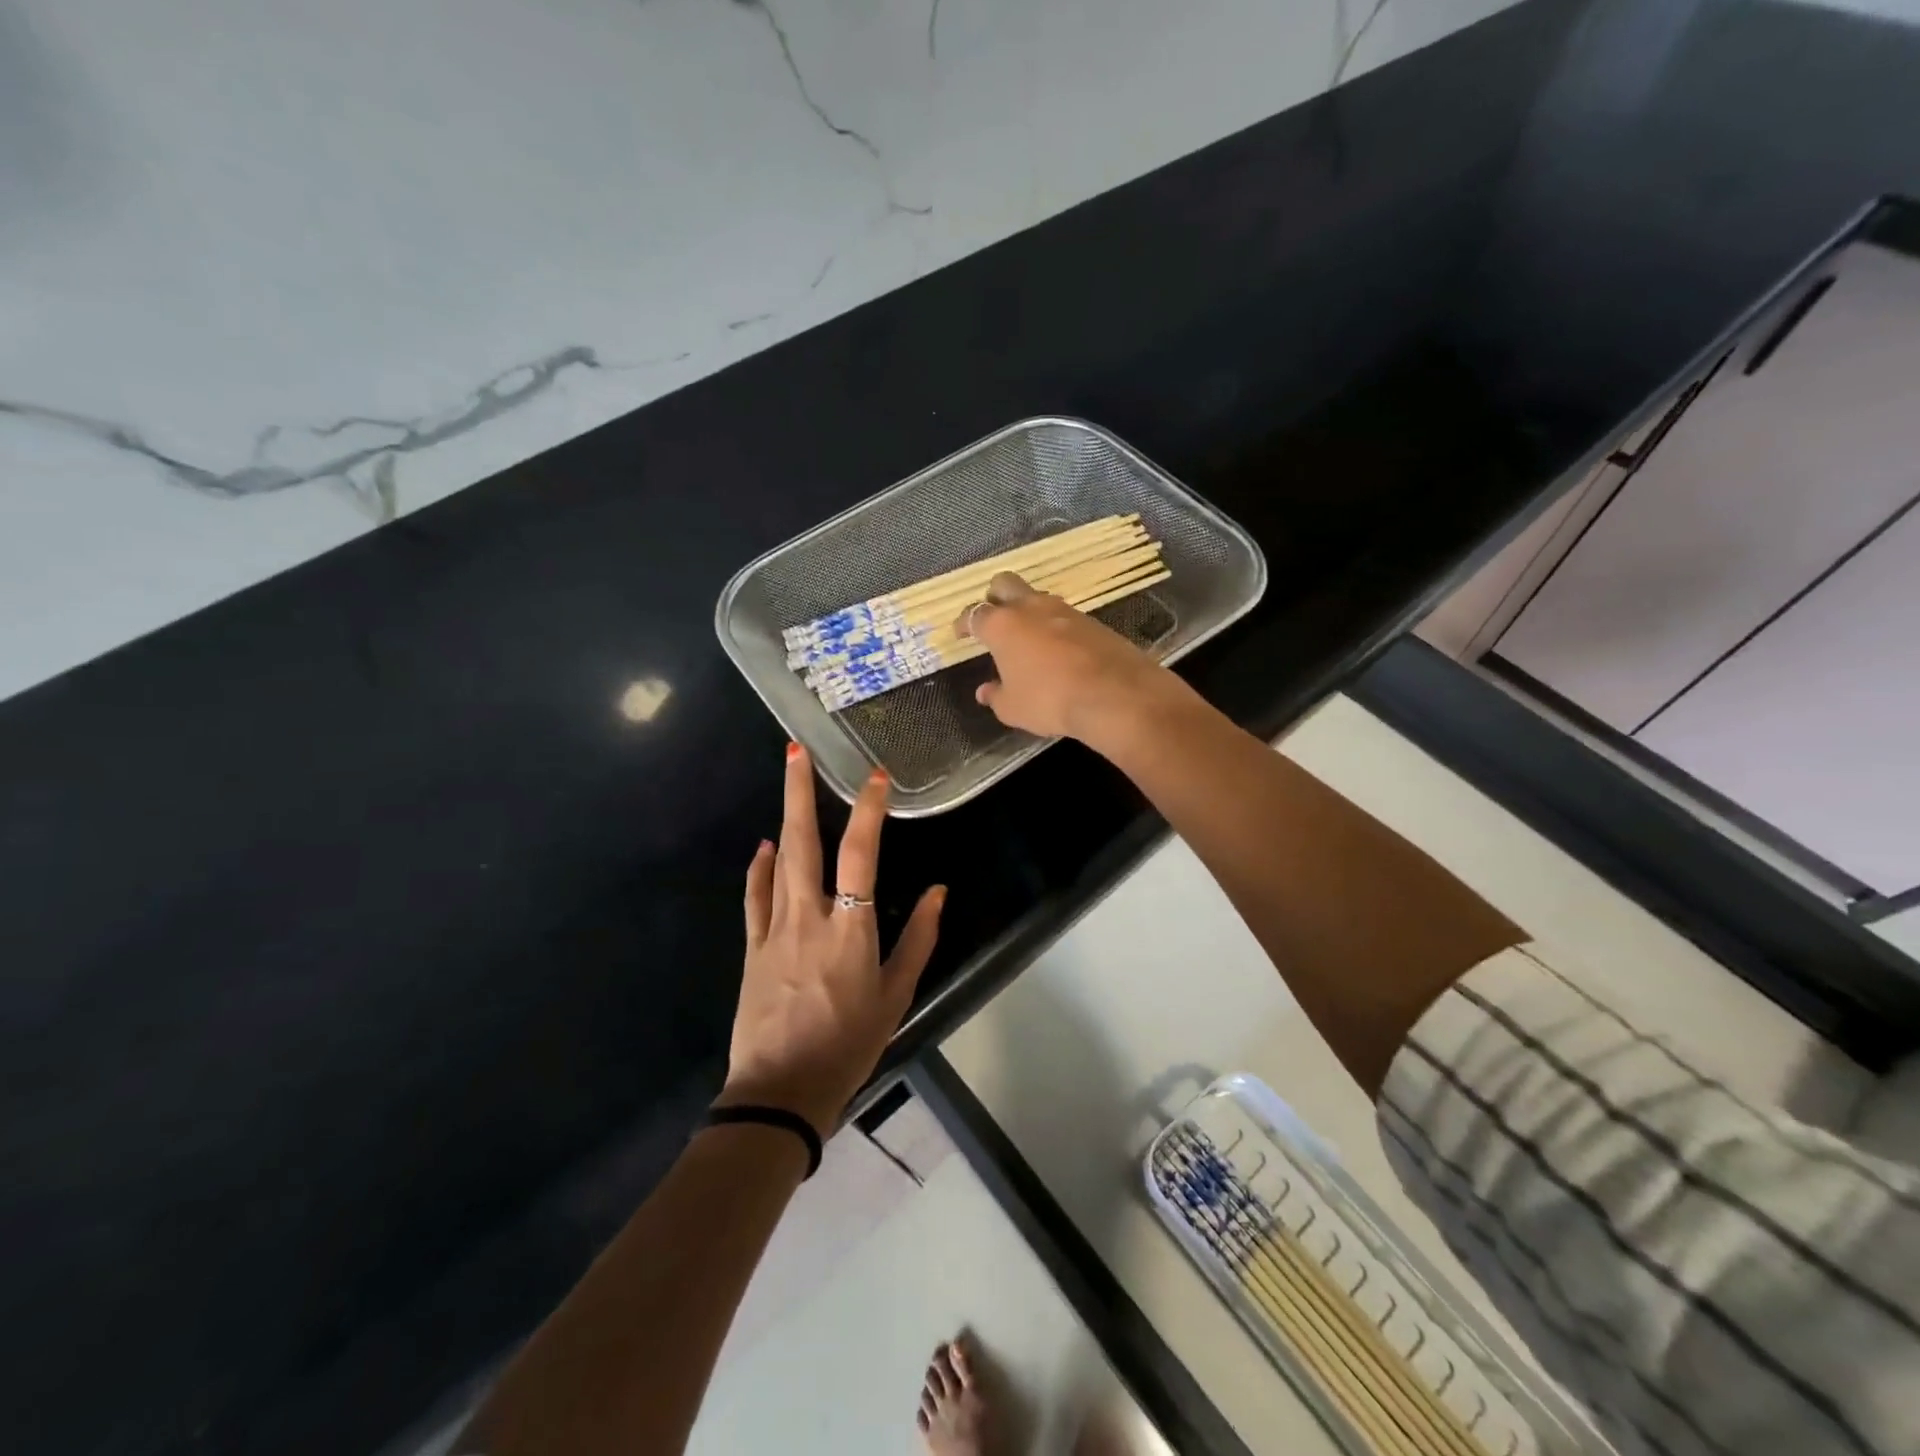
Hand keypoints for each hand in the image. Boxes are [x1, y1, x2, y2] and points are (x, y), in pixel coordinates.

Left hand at [722, 743, 944, 1135]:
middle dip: (799, 791)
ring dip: (783, 817)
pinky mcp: (752, 948)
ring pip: (778, 861)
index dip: (869, 810)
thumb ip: (919, 939)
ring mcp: (774, 930)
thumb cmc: (849, 1045)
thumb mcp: (897, 996)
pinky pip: (754, 898)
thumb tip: (938, 892)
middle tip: (796, 750)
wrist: (781, 1092)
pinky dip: (759, 869)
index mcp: (850, 929)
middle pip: (804, 841)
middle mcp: (809, 917)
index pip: (861, 854)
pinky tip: (763, 848)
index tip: (876, 777)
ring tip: (786, 780)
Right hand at [960, 571, 1186, 747]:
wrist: (1114, 693)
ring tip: (1026, 636)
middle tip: (992, 617)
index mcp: (1002, 625)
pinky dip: (1054, 626)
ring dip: (1027, 611)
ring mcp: (1064, 610)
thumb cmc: (1050, 700)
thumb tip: (985, 691)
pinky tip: (1057, 648)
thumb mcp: (1013, 708)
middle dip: (994, 597)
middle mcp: (1030, 608)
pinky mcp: (1091, 620)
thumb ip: (996, 696)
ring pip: (1036, 597)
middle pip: (1004, 584)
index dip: (963, 623)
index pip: (973, 614)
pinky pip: (1063, 616)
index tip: (960, 633)